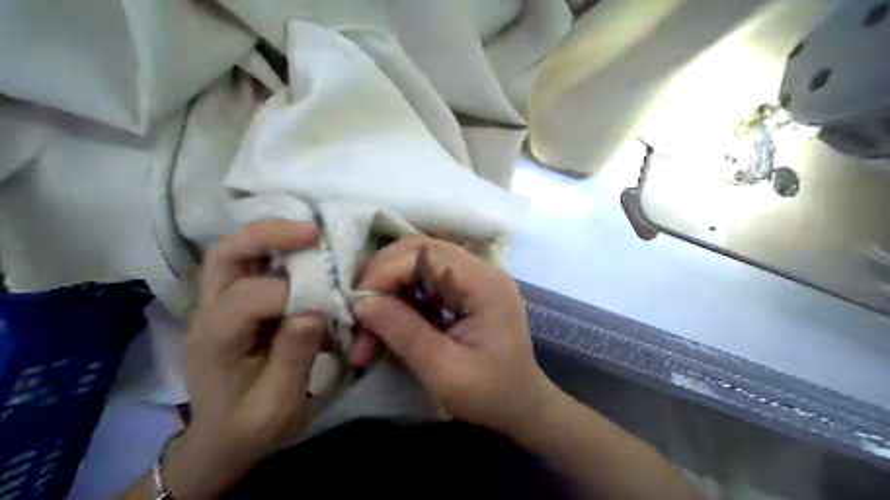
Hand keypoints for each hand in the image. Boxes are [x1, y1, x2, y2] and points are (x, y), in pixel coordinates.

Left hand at [164, 220, 321, 499]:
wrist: (223, 439)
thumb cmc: (250, 426)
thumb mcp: (277, 404)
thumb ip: (293, 356)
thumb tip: (314, 310)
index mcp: (215, 341)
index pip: (250, 297)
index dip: (293, 294)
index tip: (327, 306)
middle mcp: (209, 311)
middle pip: (227, 253)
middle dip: (270, 235)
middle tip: (314, 232)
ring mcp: (218, 303)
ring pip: (235, 250)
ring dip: (273, 236)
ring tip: (312, 234)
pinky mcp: (234, 302)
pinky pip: (251, 262)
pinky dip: (277, 249)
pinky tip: (304, 251)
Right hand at [354, 236, 554, 434]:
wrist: (522, 406)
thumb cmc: (491, 394)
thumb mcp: (446, 372)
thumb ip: (405, 334)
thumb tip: (362, 304)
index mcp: (485, 284)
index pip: (426, 253)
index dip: (385, 271)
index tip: (358, 304)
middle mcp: (481, 271)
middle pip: (419, 251)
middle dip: (382, 276)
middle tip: (357, 309)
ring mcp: (474, 279)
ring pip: (417, 264)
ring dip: (388, 289)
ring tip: (367, 324)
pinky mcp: (465, 291)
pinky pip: (424, 282)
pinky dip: (400, 299)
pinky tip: (388, 324)